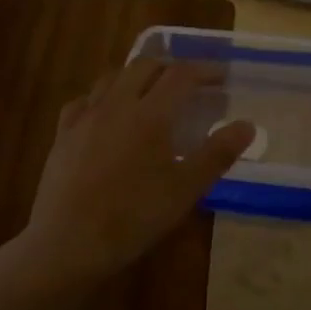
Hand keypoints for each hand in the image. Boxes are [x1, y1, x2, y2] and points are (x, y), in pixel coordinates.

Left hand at [19, 57, 253, 284]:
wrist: (66, 243)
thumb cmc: (133, 217)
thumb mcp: (185, 190)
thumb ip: (217, 154)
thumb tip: (247, 125)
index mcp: (149, 114)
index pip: (181, 75)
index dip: (204, 70)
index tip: (222, 77)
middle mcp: (116, 104)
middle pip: (145, 66)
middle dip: (170, 68)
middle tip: (189, 84)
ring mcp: (84, 117)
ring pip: (112, 77)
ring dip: (136, 76)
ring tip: (150, 93)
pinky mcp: (63, 134)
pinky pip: (84, 100)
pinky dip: (103, 97)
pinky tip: (106, 114)